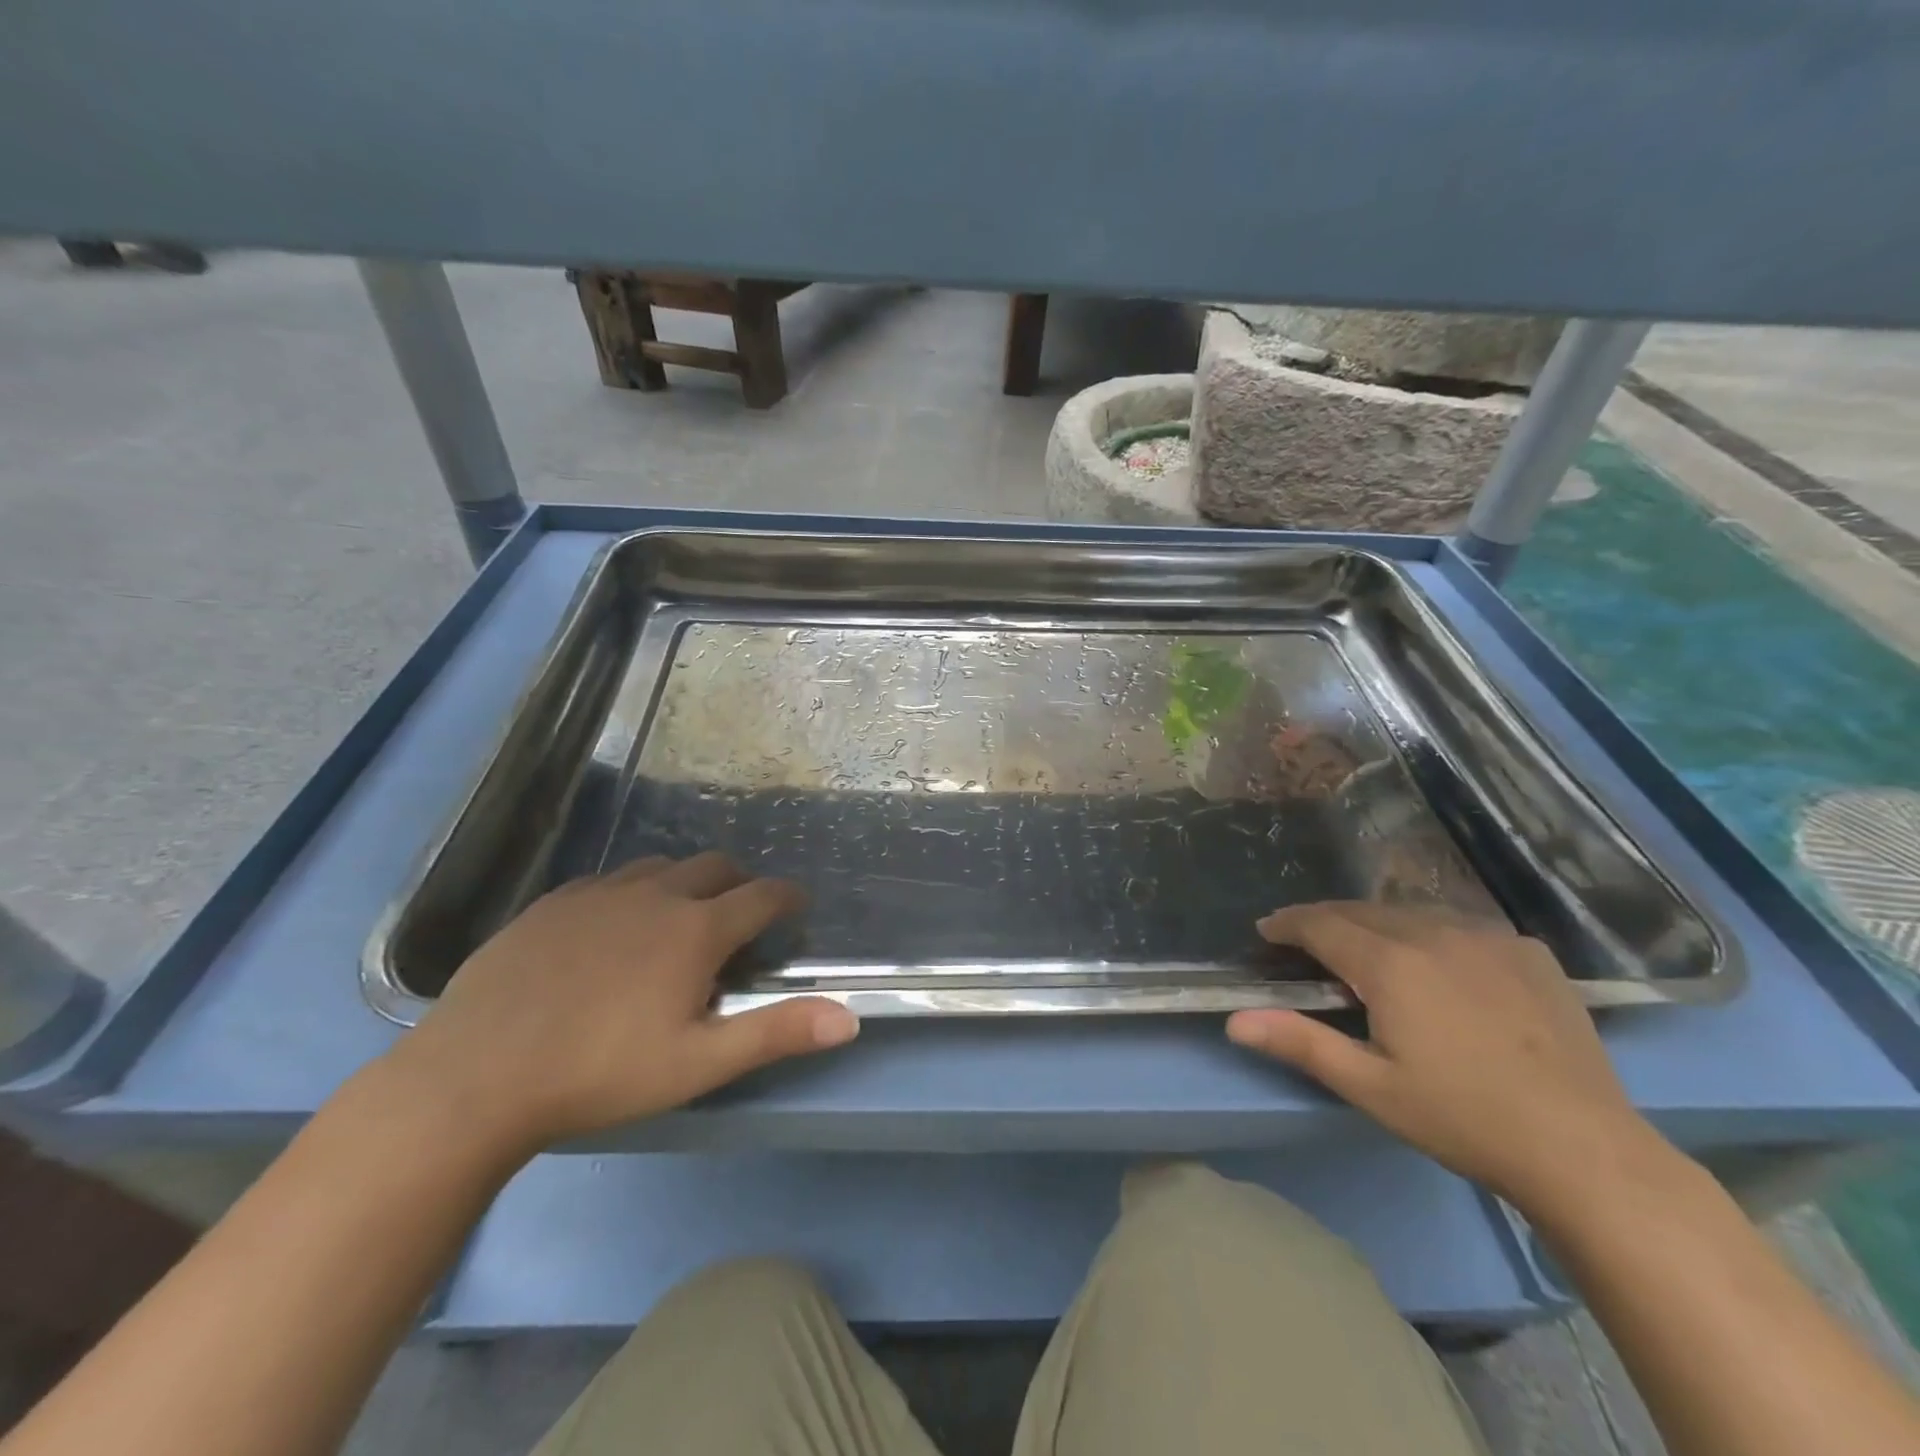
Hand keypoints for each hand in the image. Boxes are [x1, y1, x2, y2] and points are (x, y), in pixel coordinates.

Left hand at [382, 853, 857, 1156]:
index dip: (787, 898)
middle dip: (739, 883)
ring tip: (679, 919)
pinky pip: (610, 879)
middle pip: (715, 867)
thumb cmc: (600, 1073)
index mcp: (696, 929)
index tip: (796, 907)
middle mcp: (656, 895)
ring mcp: (600, 893)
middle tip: (740, 917)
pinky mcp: (553, 902)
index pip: (762, 895)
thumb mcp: (699, 1062)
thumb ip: (777, 1032)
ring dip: (685, 883)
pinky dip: (632, 892)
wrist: (475, 1076)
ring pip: (662, 866)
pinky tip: (614, 925)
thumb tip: (850, 1016)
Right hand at [1226, 902, 1658, 1211]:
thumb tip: (1234, 1021)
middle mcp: (1434, 934)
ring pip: (1411, 912)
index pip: (1320, 923)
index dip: (1287, 924)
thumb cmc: (1462, 1119)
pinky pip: (1461, 926)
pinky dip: (1431, 933)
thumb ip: (1299, 1042)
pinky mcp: (1529, 952)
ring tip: (1365, 948)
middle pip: (1362, 910)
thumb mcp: (1369, 1086)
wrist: (1585, 1150)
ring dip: (1376, 923)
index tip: (1266, 931)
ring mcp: (1488, 938)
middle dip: (1325, 920)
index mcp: (1390, 964)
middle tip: (1305, 942)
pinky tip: (1437, 963)